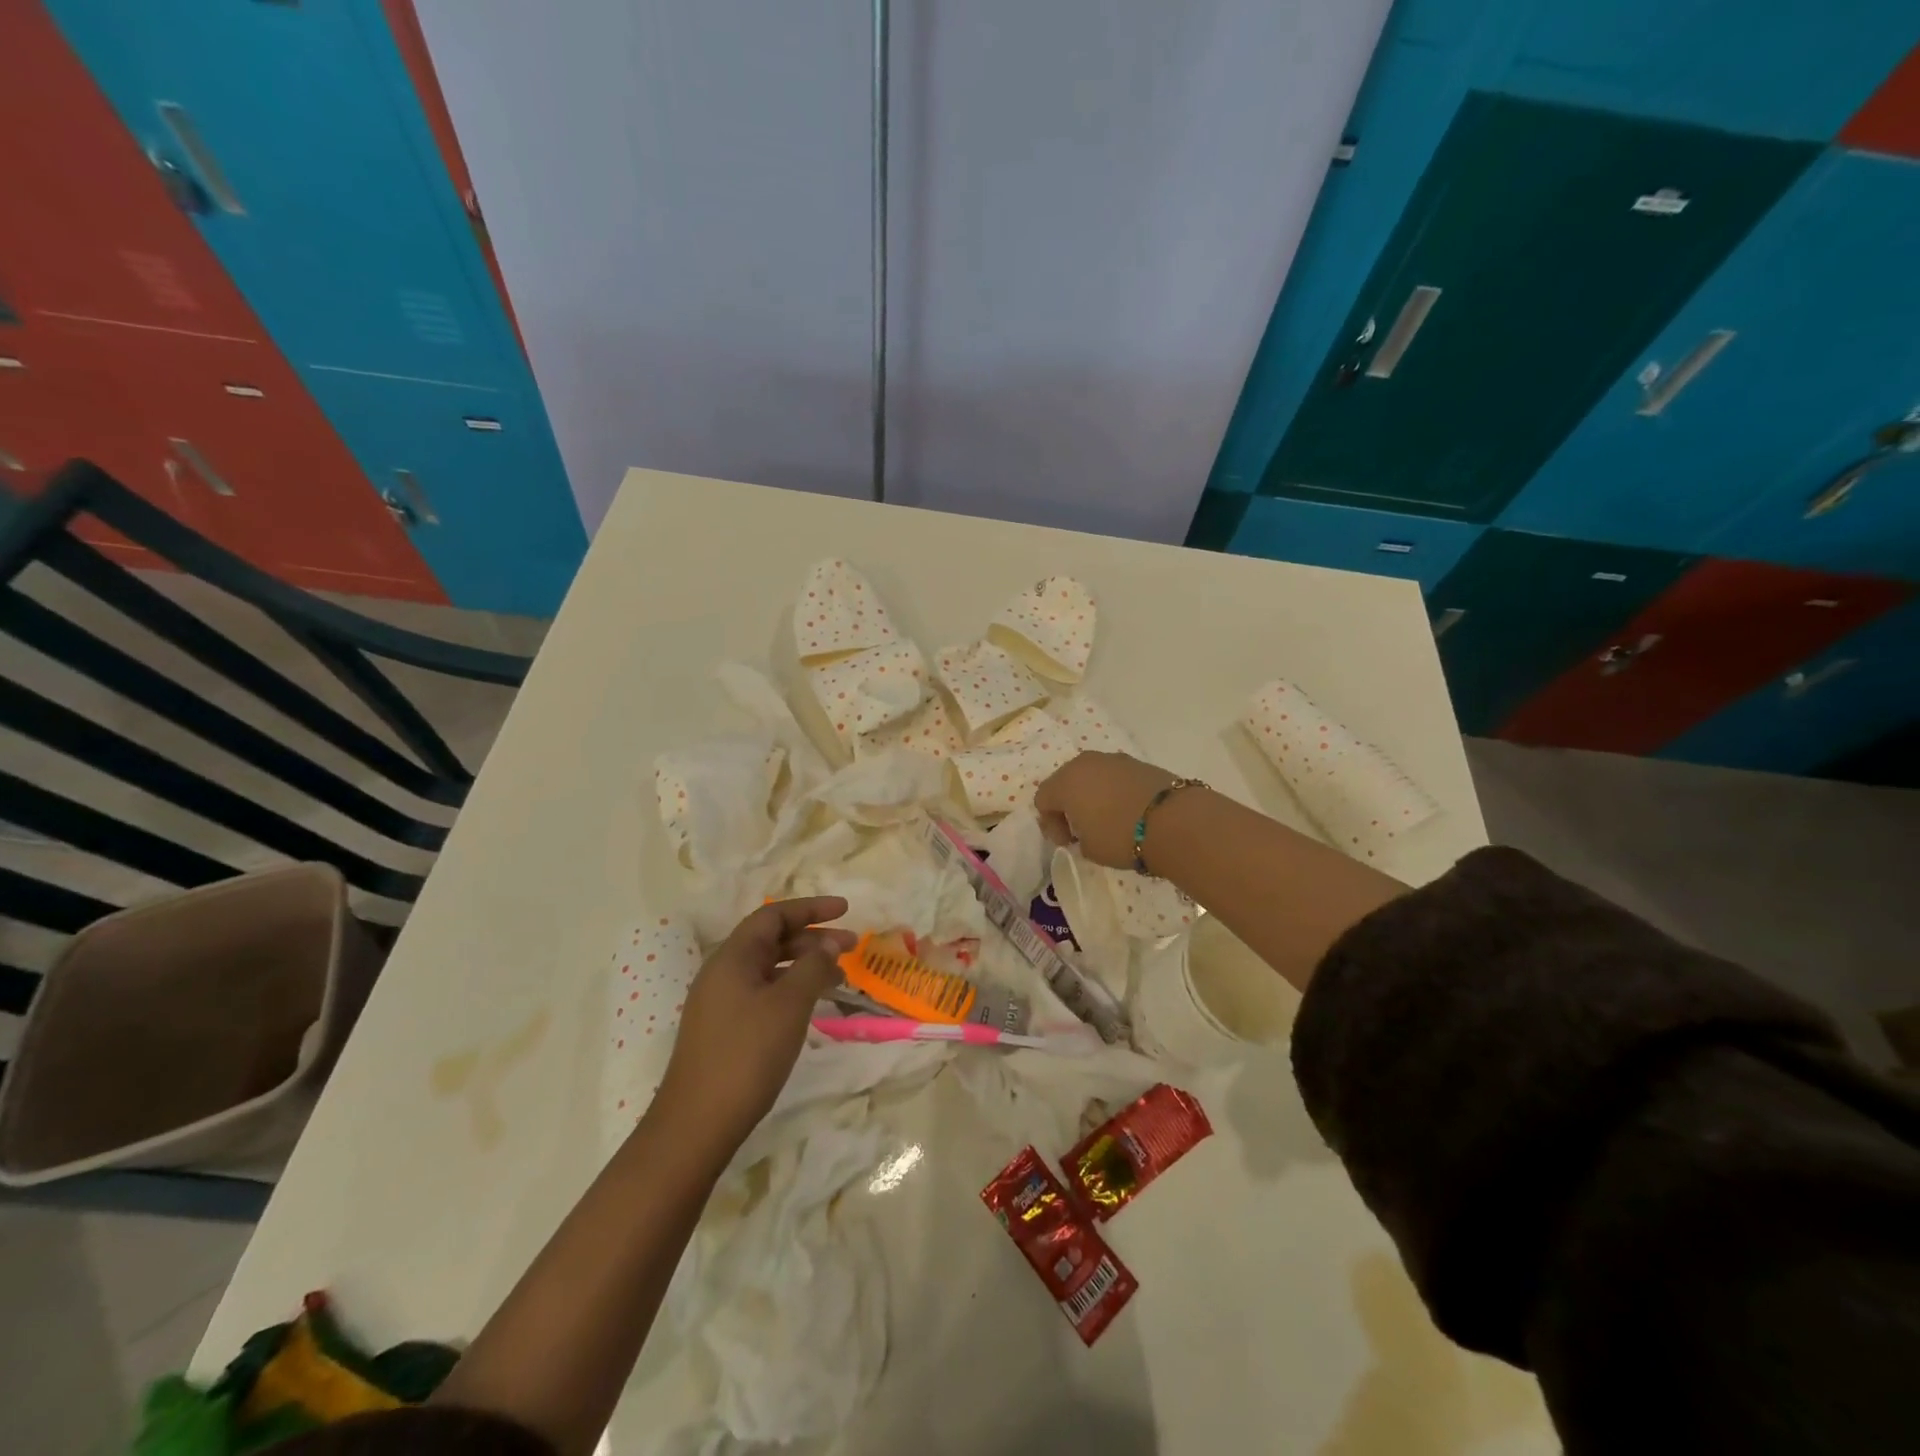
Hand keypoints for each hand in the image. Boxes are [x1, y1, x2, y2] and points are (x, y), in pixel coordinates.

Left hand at [655, 897, 852, 1153]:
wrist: (697, 1124)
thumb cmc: (747, 1054)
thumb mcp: (789, 1004)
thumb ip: (813, 967)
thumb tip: (828, 944)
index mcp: (733, 956)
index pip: (774, 915)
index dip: (811, 908)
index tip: (846, 910)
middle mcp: (723, 971)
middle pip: (772, 940)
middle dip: (813, 938)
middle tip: (852, 946)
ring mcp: (720, 1001)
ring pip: (769, 967)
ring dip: (804, 965)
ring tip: (840, 977)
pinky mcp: (723, 1028)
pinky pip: (763, 991)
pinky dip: (791, 988)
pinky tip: (811, 1005)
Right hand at [1035, 752, 1179, 869]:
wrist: (1174, 821)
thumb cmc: (1121, 836)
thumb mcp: (1090, 849)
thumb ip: (1078, 837)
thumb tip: (1085, 830)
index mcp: (1065, 781)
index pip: (1043, 799)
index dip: (1051, 824)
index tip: (1068, 842)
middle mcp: (1086, 763)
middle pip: (1066, 782)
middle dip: (1069, 805)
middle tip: (1082, 830)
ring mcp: (1114, 759)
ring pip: (1092, 777)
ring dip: (1092, 796)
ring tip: (1108, 820)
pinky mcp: (1139, 762)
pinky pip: (1115, 777)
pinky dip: (1115, 791)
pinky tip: (1128, 811)